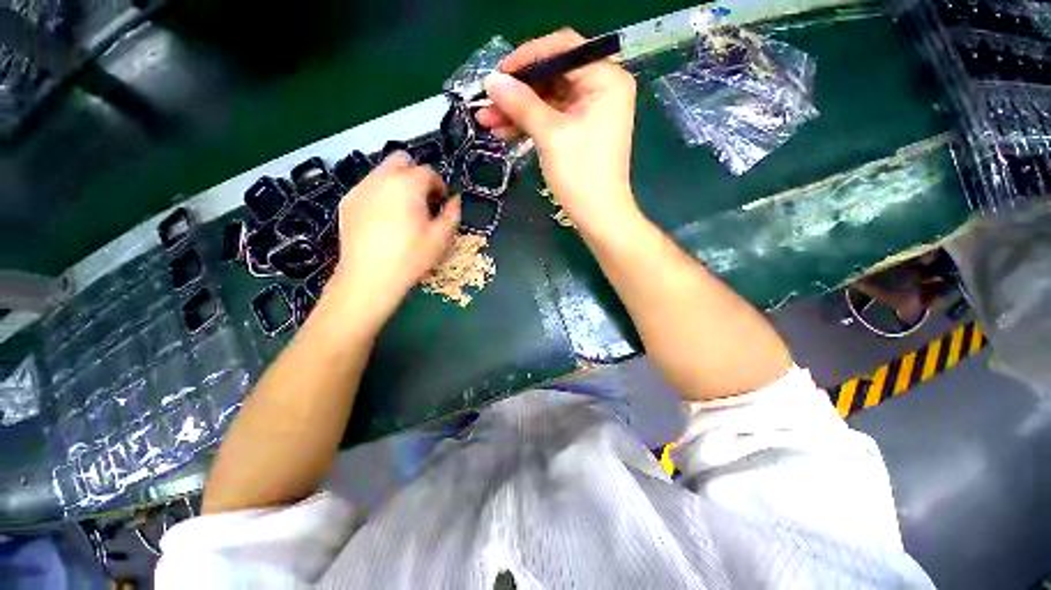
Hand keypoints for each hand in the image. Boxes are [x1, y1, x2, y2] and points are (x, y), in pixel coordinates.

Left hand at [324, 152, 460, 330]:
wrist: (369, 277)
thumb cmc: (411, 258)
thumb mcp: (441, 238)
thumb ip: (452, 214)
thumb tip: (455, 200)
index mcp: (408, 185)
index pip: (428, 171)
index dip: (439, 185)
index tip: (442, 202)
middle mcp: (381, 179)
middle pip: (402, 159)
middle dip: (416, 174)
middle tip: (423, 199)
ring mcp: (360, 189)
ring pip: (382, 172)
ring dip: (398, 183)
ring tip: (403, 210)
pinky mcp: (347, 202)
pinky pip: (368, 187)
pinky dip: (380, 194)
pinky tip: (383, 219)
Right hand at [476, 29, 639, 234]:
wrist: (598, 216)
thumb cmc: (581, 175)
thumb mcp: (550, 136)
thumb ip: (522, 104)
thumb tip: (491, 81)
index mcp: (606, 79)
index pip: (563, 49)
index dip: (527, 58)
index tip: (497, 75)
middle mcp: (601, 88)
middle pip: (552, 76)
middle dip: (517, 91)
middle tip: (487, 102)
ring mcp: (591, 111)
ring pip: (547, 100)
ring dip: (518, 110)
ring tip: (486, 120)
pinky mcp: (580, 131)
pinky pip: (551, 119)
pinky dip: (529, 124)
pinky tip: (503, 132)